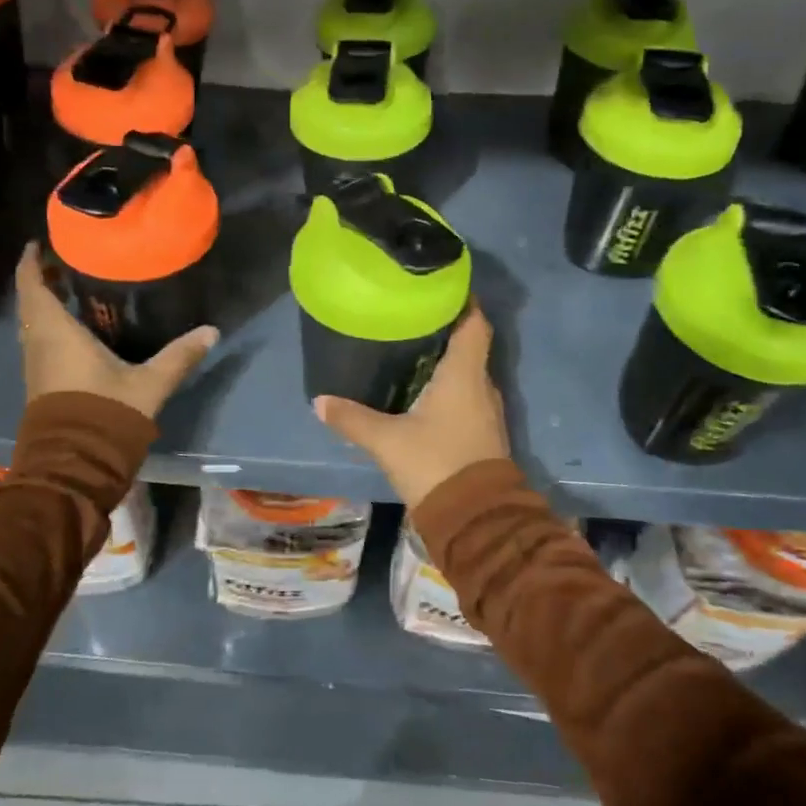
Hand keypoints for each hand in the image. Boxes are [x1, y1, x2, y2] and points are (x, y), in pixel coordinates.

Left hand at [14, 243, 219, 418]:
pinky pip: (40, 340)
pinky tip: (76, 326)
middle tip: (65, 259)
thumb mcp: (148, 383)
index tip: (40, 241)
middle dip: (42, 278)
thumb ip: (179, 356)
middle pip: (30, 302)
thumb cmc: (106, 413)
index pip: (32, 285)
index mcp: (56, 332)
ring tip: (71, 286)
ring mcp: (36, 365)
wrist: (76, 465)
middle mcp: (38, 343)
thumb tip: (212, 331)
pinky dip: (50, 324)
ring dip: (45, 303)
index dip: (31, 261)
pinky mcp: (41, 383)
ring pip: (33, 323)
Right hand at [314, 304, 508, 507]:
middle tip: (412, 316)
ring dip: (447, 359)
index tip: (441, 287)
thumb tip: (319, 401)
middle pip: (470, 345)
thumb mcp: (386, 440)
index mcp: (464, 374)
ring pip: (468, 372)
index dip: (463, 301)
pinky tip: (422, 391)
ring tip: (412, 348)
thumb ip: (352, 418)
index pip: (474, 323)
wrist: (475, 518)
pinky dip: (449, 386)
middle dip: (445, 329)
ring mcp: (486, 411)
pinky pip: (467, 395)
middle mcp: (481, 385)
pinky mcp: (482, 433)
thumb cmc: (435, 463)